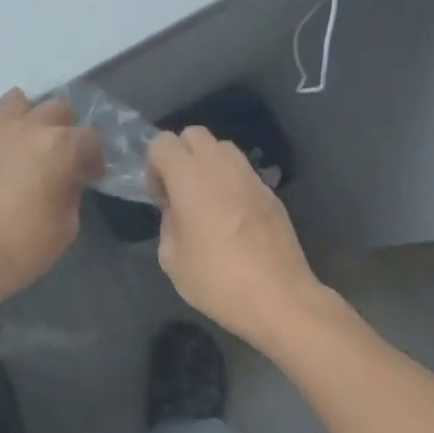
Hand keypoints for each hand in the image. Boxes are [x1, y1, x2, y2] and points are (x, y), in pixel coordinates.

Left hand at [0, 89, 102, 315]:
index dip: (94, 158)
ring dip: (39, 118)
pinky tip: (14, 142)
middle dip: (69, 132)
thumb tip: (69, 177)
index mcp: (61, 147)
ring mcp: (1, 127)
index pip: (90, 139)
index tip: (91, 177)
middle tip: (66, 160)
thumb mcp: (67, 225)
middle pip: (61, 111)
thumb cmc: (23, 246)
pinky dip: (11, 117)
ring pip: (28, 101)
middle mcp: (33, 126)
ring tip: (37, 145)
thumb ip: (73, 191)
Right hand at [147, 126, 323, 352]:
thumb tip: (176, 210)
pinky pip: (243, 172)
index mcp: (190, 177)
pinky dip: (231, 182)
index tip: (161, 198)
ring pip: (222, 148)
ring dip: (207, 164)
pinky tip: (232, 218)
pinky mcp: (270, 192)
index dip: (154, 166)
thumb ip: (167, 223)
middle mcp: (221, 166)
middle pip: (194, 134)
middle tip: (180, 192)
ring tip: (206, 201)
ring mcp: (250, 177)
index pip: (162, 142)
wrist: (279, 298)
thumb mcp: (172, 259)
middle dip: (181, 155)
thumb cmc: (217, 280)